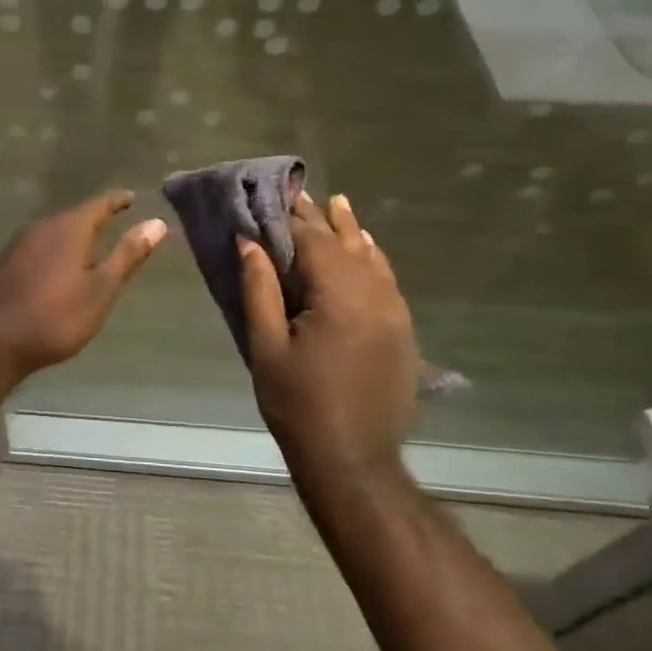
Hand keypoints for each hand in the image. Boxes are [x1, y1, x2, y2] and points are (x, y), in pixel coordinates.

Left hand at [0, 190, 167, 377]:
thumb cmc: (54, 317)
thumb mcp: (100, 289)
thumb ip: (127, 255)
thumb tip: (157, 222)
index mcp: (68, 228)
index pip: (99, 204)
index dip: (117, 200)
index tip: (131, 197)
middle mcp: (40, 227)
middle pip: (73, 217)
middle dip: (94, 218)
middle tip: (115, 221)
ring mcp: (17, 245)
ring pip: (53, 233)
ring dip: (72, 236)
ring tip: (90, 247)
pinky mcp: (3, 263)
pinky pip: (37, 249)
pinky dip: (54, 252)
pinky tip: (57, 269)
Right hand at [238, 191, 419, 473]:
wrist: (354, 459)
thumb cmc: (298, 404)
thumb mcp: (266, 346)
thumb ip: (259, 289)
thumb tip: (249, 241)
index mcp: (339, 296)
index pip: (312, 241)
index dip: (290, 216)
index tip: (273, 193)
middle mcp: (374, 295)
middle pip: (344, 244)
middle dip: (319, 218)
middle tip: (300, 191)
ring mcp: (394, 312)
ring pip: (371, 258)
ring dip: (350, 231)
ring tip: (337, 203)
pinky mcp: (402, 330)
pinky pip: (387, 280)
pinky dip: (373, 258)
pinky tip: (367, 247)